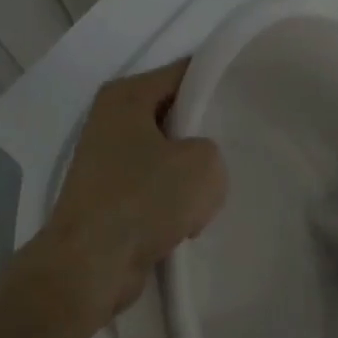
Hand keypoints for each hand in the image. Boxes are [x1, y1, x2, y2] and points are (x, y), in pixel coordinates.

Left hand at [39, 60, 226, 319]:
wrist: (91, 265)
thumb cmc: (145, 199)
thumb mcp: (204, 163)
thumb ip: (212, 149)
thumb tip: (196, 164)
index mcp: (125, 96)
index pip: (183, 72)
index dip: (216, 81)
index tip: (247, 96)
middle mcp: (109, 121)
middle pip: (174, 115)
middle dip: (204, 134)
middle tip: (236, 148)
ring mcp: (106, 162)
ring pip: (167, 156)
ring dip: (189, 177)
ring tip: (208, 195)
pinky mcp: (108, 199)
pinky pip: (154, 189)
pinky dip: (171, 204)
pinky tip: (187, 221)